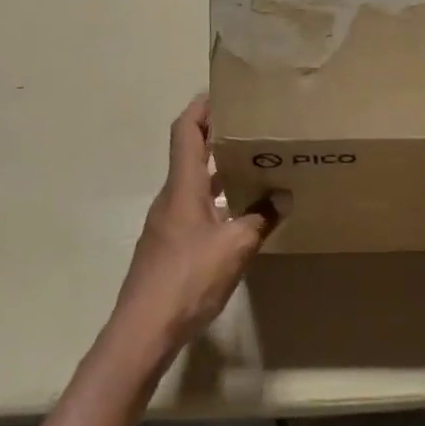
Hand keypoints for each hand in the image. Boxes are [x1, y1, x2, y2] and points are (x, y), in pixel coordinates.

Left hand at [110, 95, 285, 359]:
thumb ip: (261, 218)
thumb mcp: (235, 247)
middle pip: (190, 153)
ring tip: (252, 166)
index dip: (201, 107)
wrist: (142, 332)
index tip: (224, 92)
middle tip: (252, 127)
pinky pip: (193, 208)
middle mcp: (171, 197)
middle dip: (217, 136)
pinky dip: (214, 199)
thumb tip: (283, 195)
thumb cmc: (187, 278)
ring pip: (193, 183)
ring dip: (218, 170)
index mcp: (183, 186)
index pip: (186, 131)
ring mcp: (166, 223)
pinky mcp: (167, 247)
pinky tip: (237, 215)